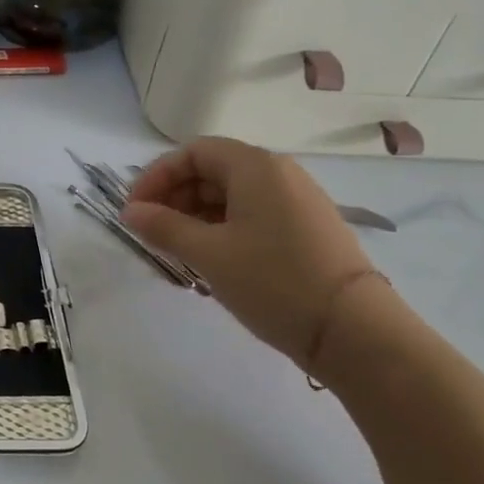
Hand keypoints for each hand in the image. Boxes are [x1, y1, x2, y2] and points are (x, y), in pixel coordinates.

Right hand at [122, 138, 378, 371]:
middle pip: (213, 170)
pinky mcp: (307, 227)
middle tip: (151, 231)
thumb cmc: (273, 282)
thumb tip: (129, 212)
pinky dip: (223, 226)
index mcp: (255, 167)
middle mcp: (279, 173)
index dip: (157, 176)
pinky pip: (254, 213)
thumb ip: (164, 227)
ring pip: (233, 194)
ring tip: (177, 249)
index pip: (193, 152)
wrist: (354, 331)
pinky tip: (212, 258)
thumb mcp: (209, 254)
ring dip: (196, 214)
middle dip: (175, 196)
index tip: (134, 210)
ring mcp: (298, 200)